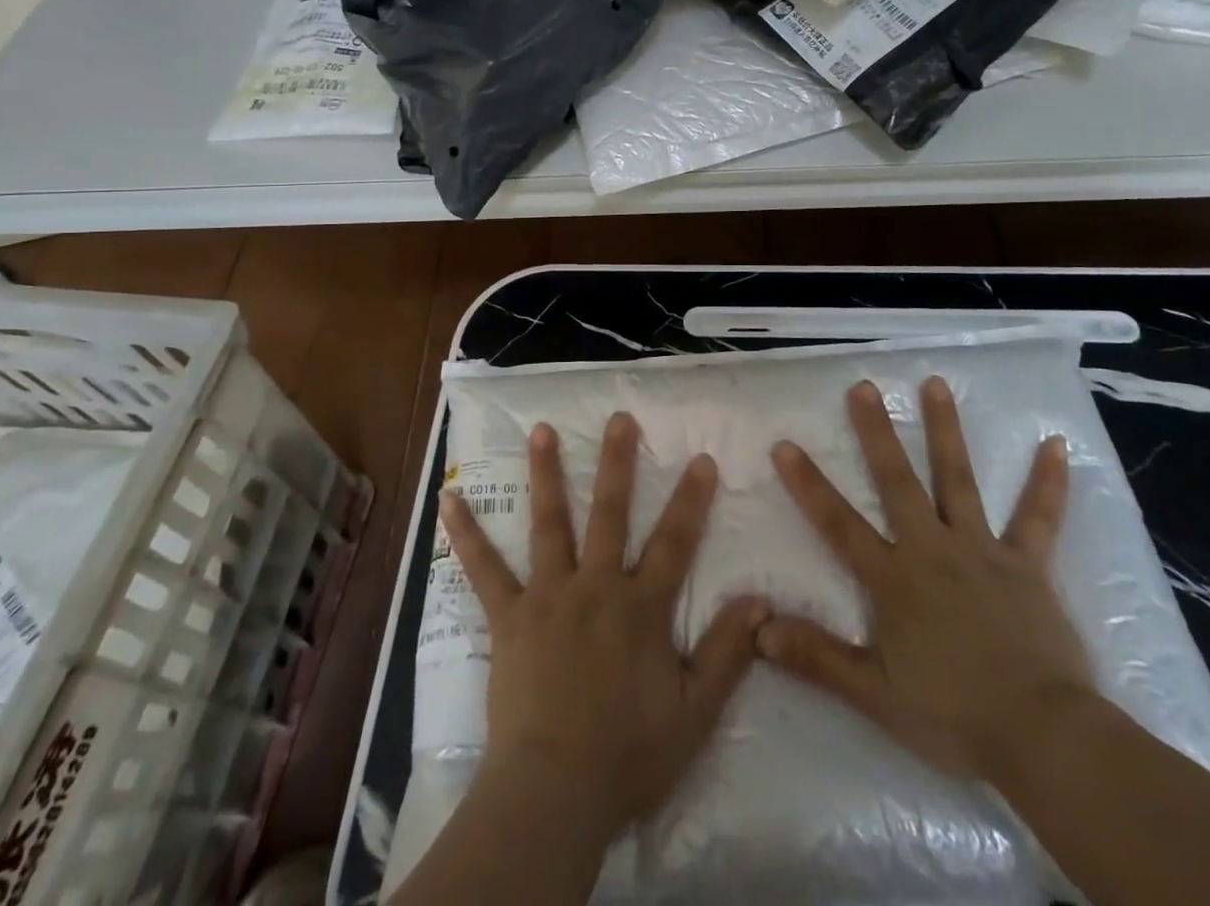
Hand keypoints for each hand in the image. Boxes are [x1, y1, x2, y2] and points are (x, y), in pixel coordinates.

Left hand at [439, 413, 767, 839]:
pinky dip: (466, 534)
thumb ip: (727, 652)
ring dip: (546, 474)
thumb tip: (761, 600)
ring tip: (540, 429)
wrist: (554, 791)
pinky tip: (449, 500)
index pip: (675, 543)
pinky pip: (484, 569)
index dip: (691, 500)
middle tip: (619, 418)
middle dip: (617, 463)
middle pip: (611, 514)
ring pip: (550, 523)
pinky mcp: (509, 615)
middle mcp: (596, 586)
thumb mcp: (695, 713)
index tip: (701, 458)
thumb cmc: (628, 755)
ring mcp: (548, 595)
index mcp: (640, 608)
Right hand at [759, 376, 1094, 778]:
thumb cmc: (953, 714)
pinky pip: (1038, 518)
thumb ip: (815, 657)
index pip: (839, 523)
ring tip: (935, 384)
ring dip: (946, 430)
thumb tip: (758, 629)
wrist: (1043, 738)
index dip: (808, 484)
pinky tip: (1055, 445)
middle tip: (864, 387)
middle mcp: (932, 549)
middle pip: (898, 481)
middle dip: (877, 433)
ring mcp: (982, 550)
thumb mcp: (873, 694)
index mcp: (894, 578)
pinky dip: (1047, 482)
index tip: (785, 444)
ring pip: (958, 480)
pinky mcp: (1027, 564)